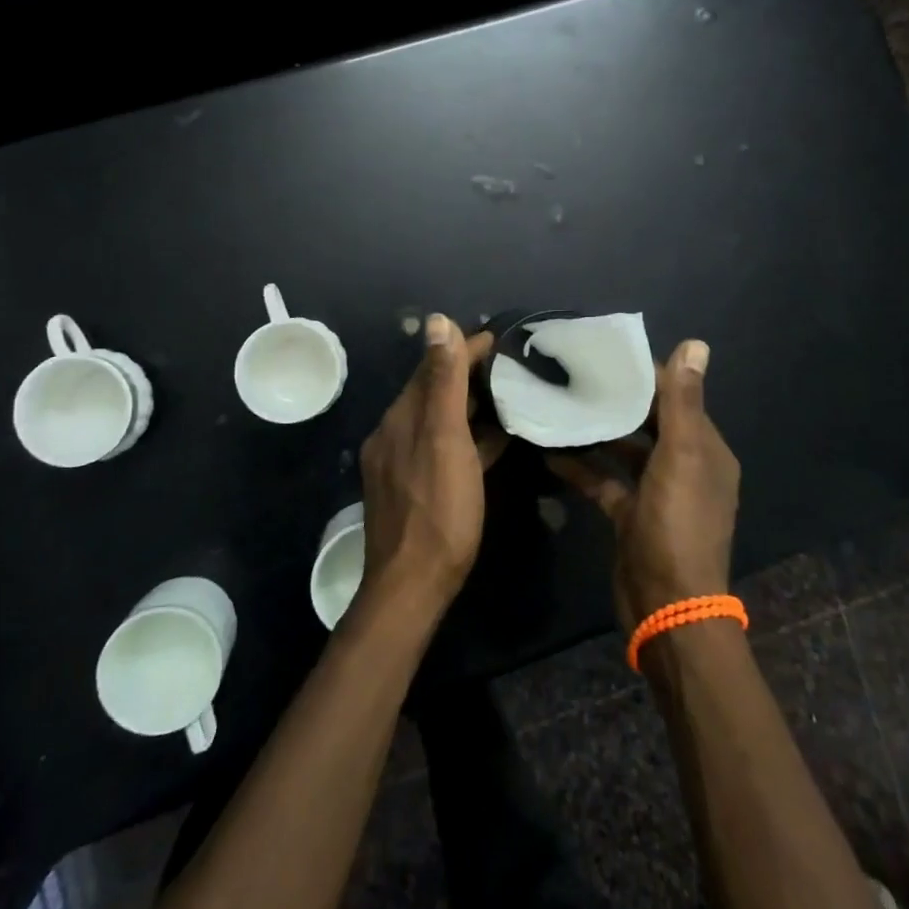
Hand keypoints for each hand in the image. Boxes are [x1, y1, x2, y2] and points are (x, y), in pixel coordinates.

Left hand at [356, 315, 504, 620]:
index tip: (500, 339)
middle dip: (468, 373)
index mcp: (401, 417)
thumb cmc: (437, 510)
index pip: (433, 366)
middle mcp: (396, 433)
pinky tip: (496, 440)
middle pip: (434, 391)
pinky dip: (469, 436)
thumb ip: (443, 382)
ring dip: (471, 404)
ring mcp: (403, 462)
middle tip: (512, 365)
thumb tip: (437, 321)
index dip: (464, 348)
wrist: (411, 587)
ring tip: (510, 395)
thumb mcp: (444, 439)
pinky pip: (444, 447)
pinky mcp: (415, 487)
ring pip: (441, 420)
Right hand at [546, 339, 738, 631]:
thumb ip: (683, 402)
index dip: (645, 375)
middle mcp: (686, 467)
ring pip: (624, 451)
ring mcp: (657, 493)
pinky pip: (605, 481)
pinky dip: (582, 467)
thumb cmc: (677, 524)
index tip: (605, 353)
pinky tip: (550, 451)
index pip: (676, 398)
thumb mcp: (682, 457)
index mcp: (706, 450)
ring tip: (559, 404)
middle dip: (616, 400)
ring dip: (597, 431)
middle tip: (573, 374)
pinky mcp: (631, 515)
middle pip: (648, 422)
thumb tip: (696, 344)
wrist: (667, 606)